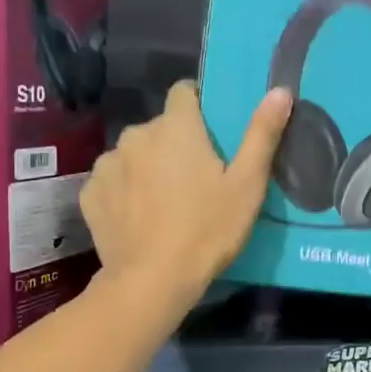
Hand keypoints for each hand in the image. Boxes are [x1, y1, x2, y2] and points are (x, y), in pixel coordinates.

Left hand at [80, 82, 292, 315]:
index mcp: (176, 127)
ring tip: (164, 203)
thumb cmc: (207, 231)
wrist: (152, 281)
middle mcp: (136, 135)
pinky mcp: (90, 193)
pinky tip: (138, 218)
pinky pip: (112, 181)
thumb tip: (279, 90)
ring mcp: (108, 164)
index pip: (184, 92)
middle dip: (175, 145)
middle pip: (160, 128)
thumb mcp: (247, 185)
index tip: (211, 134)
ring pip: (134, 154)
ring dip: (148, 167)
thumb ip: (262, 134)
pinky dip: (124, 192)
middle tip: (196, 180)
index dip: (199, 107)